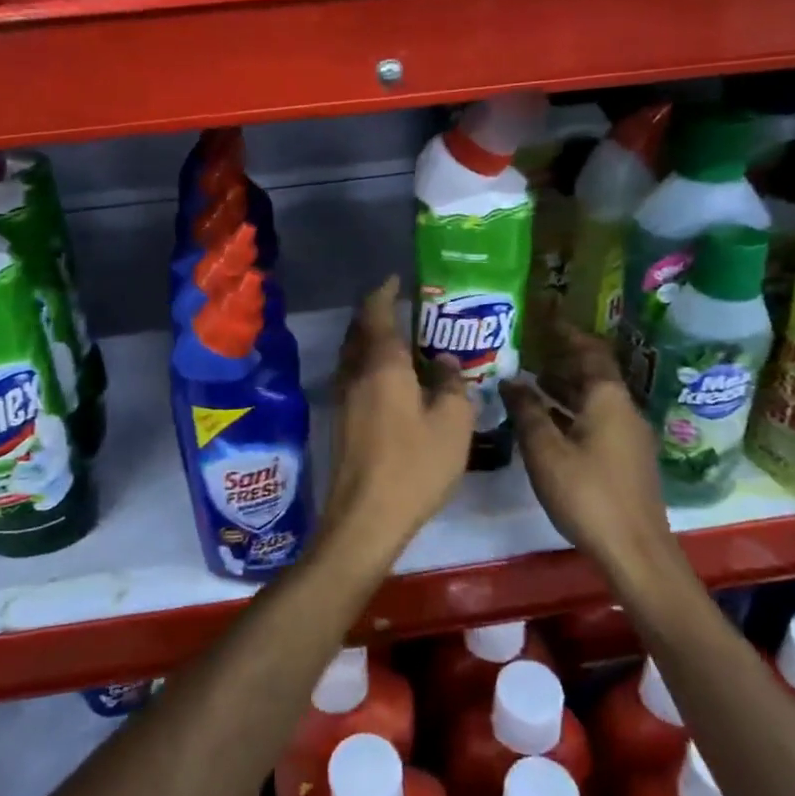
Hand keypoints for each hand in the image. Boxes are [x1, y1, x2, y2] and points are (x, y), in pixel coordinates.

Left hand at [322, 277, 474, 556]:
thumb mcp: (452, 423)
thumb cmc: (415, 465)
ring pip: (353, 353)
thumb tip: (445, 361)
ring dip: (369, 338)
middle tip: (401, 306)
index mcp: (382, 364)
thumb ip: (452, 384)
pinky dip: (368, 363)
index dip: (385, 292)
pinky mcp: (341, 419)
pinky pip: (353, 375)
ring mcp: (343, 396)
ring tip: (398, 339)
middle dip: (375, 312)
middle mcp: (356, 372)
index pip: (377, 312)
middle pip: (359, 330)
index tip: (396, 279)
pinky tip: (390, 379)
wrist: (366, 516)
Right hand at [501, 326, 680, 579]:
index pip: (589, 351)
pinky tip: (548, 424)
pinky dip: (572, 412)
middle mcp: (624, 410)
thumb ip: (527, 411)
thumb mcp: (545, 450)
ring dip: (565, 389)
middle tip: (527, 352)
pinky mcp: (627, 460)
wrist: (636, 552)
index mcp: (608, 399)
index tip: (543, 319)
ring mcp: (629, 436)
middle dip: (561, 361)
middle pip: (593, 374)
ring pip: (594, 399)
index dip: (566, 333)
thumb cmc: (587, 494)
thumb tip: (510, 380)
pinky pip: (597, 420)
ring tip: (531, 384)